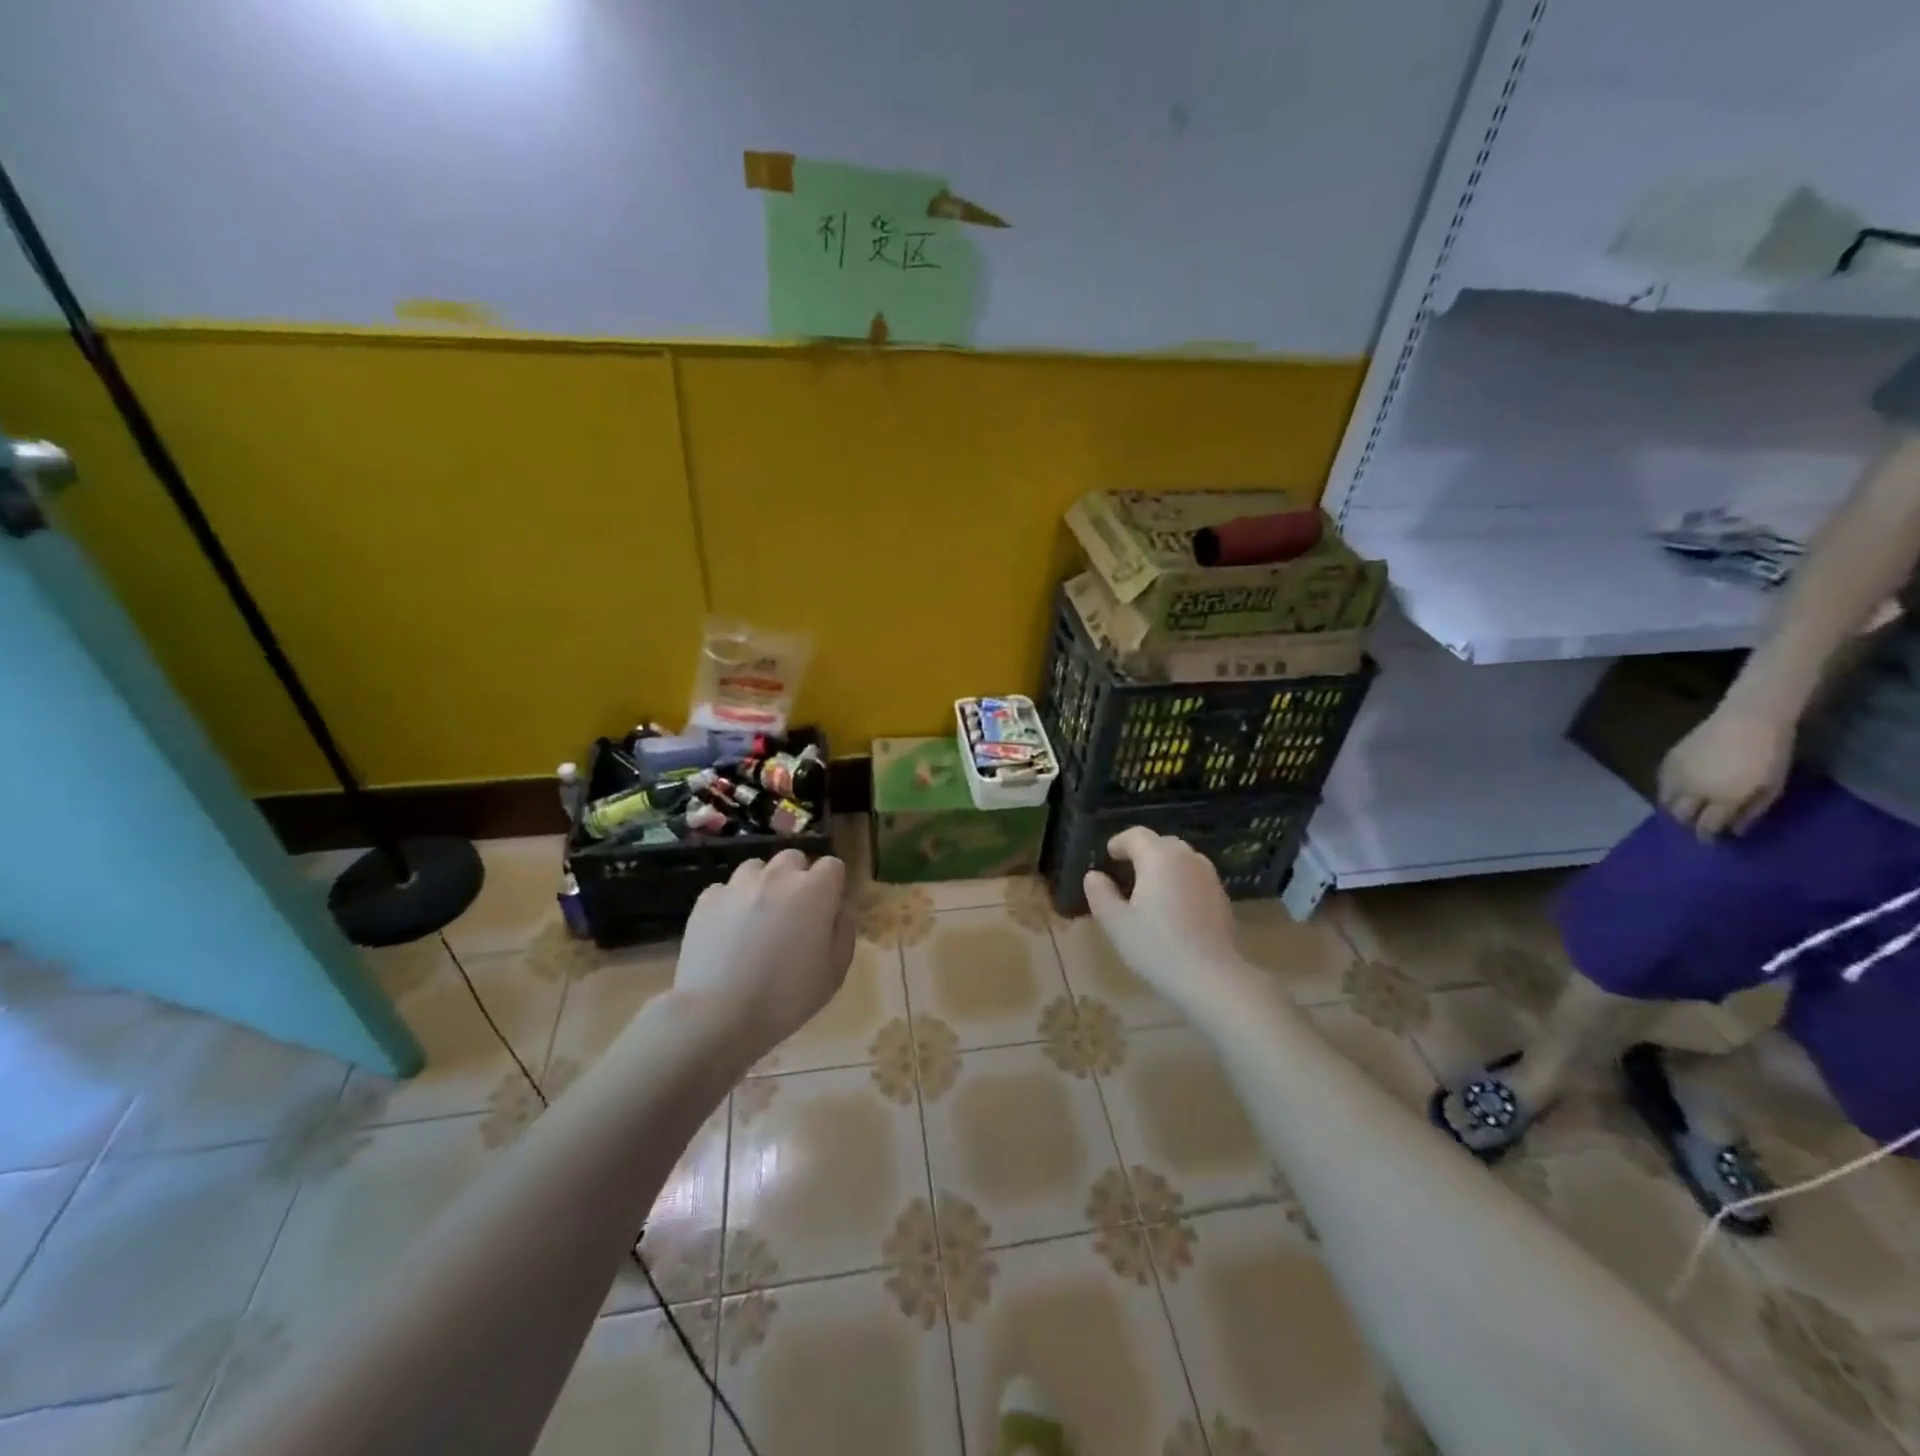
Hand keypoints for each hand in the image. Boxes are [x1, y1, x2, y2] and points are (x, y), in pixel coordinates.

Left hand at [673, 850, 855, 1057]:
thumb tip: (836, 913)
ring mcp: (738, 885)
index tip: (826, 911)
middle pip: (793, 859)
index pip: (832, 866)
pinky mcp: (706, 900)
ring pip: (756, 869)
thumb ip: (843, 932)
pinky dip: (731, 904)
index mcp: (814, 890)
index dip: (832, 886)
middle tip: (793, 913)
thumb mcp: (835, 973)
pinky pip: (725, 890)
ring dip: (763, 885)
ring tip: (757, 918)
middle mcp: (777, 877)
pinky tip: (727, 933)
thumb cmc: (786, 997)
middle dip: (797, 878)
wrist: (718, 1014)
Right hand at [1083, 828, 1247, 1010]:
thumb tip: (1094, 875)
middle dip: (1142, 852)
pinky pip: (1195, 876)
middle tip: (1125, 871)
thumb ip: (1100, 893)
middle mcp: (1187, 858)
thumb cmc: (1157, 947)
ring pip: (1181, 858)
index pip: (1136, 835)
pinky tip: (1173, 907)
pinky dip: (1180, 880)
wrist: (1212, 978)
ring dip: (1163, 865)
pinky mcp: (1221, 896)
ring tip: (1149, 888)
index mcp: (1159, 858)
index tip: (1108, 856)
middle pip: (1161, 843)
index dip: (1119, 842)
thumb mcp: (1116, 923)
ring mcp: (1209, 876)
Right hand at [1657, 707, 1792, 838]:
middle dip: (1687, 823)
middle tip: (1696, 824)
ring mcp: (1677, 775)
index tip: (1711, 841)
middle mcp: (1694, 790)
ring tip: (1684, 809)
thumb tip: (1735, 831)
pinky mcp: (1668, 762)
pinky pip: (1661, 783)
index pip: (1706, 825)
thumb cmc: (1770, 755)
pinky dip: (1667, 791)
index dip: (1707, 836)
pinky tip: (1677, 791)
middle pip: (1681, 815)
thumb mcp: (1772, 787)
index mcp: (1723, 798)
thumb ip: (1752, 811)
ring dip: (1675, 808)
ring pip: (1666, 800)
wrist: (1748, 720)